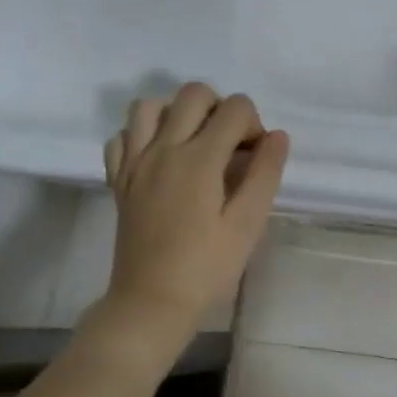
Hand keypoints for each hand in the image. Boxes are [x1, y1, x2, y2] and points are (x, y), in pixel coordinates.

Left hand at [96, 83, 288, 342]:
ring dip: (178, 113)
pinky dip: (142, 136)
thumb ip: (265, 174)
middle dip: (221, 109)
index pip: (235, 109)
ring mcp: (135, 163)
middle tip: (231, 147)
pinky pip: (123, 137)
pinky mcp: (119, 180)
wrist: (151, 303)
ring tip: (195, 143)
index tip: (257, 158)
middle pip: (193, 94)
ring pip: (150, 106)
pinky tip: (161, 159)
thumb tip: (278, 136)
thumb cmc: (207, 268)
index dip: (255, 125)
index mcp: (199, 159)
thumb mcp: (248, 224)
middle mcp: (163, 149)